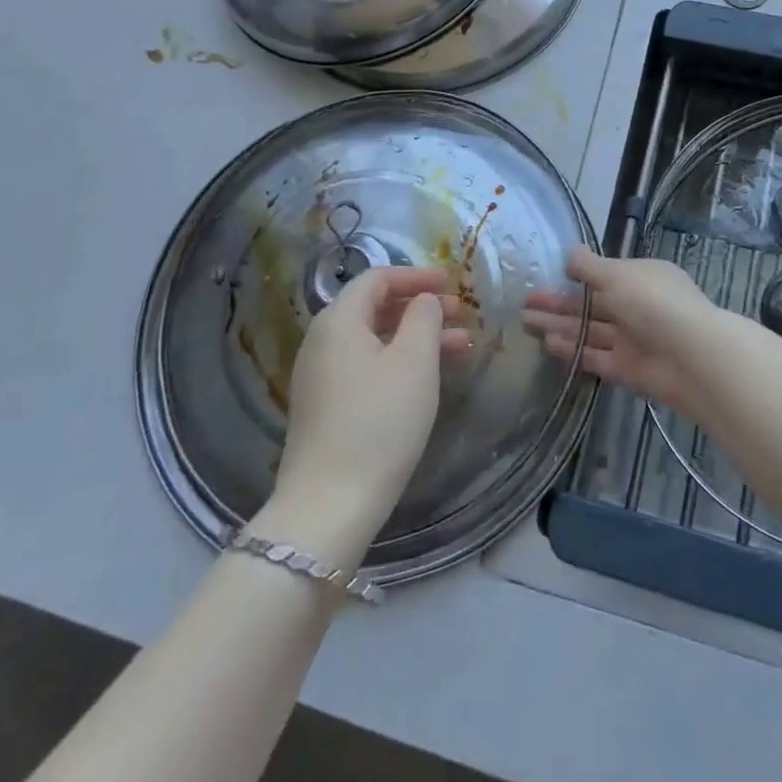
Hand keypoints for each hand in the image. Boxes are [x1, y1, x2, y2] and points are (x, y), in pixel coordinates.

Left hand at [264, 268, 471, 560]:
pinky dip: (399, 360)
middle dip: (421, 307)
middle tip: (461, 315)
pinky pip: (366, 365)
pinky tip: (428, 376)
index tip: (452, 282)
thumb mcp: (414, 362)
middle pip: (375, 308)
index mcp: (338, 320)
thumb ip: (424, 317)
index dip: (417, 275)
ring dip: (416, 336)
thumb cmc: (379, 422)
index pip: (378, 278)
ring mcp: (320, 375)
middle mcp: (322, 340)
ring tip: (460, 347)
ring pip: (374, 339)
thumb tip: (424, 300)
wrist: (329, 505)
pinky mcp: (325, 405)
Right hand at [523, 248, 723, 423]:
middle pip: (591, 304)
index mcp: (641, 277)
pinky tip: (548, 344)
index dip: (574, 277)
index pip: (604, 275)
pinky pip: (596, 356)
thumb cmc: (653, 302)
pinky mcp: (628, 369)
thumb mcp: (617, 275)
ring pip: (590, 330)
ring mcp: (633, 339)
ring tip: (526, 322)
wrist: (692, 356)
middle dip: (558, 303)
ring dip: (559, 325)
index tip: (546, 277)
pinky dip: (574, 350)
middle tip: (524, 303)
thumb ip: (589, 266)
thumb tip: (569, 253)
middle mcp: (637, 306)